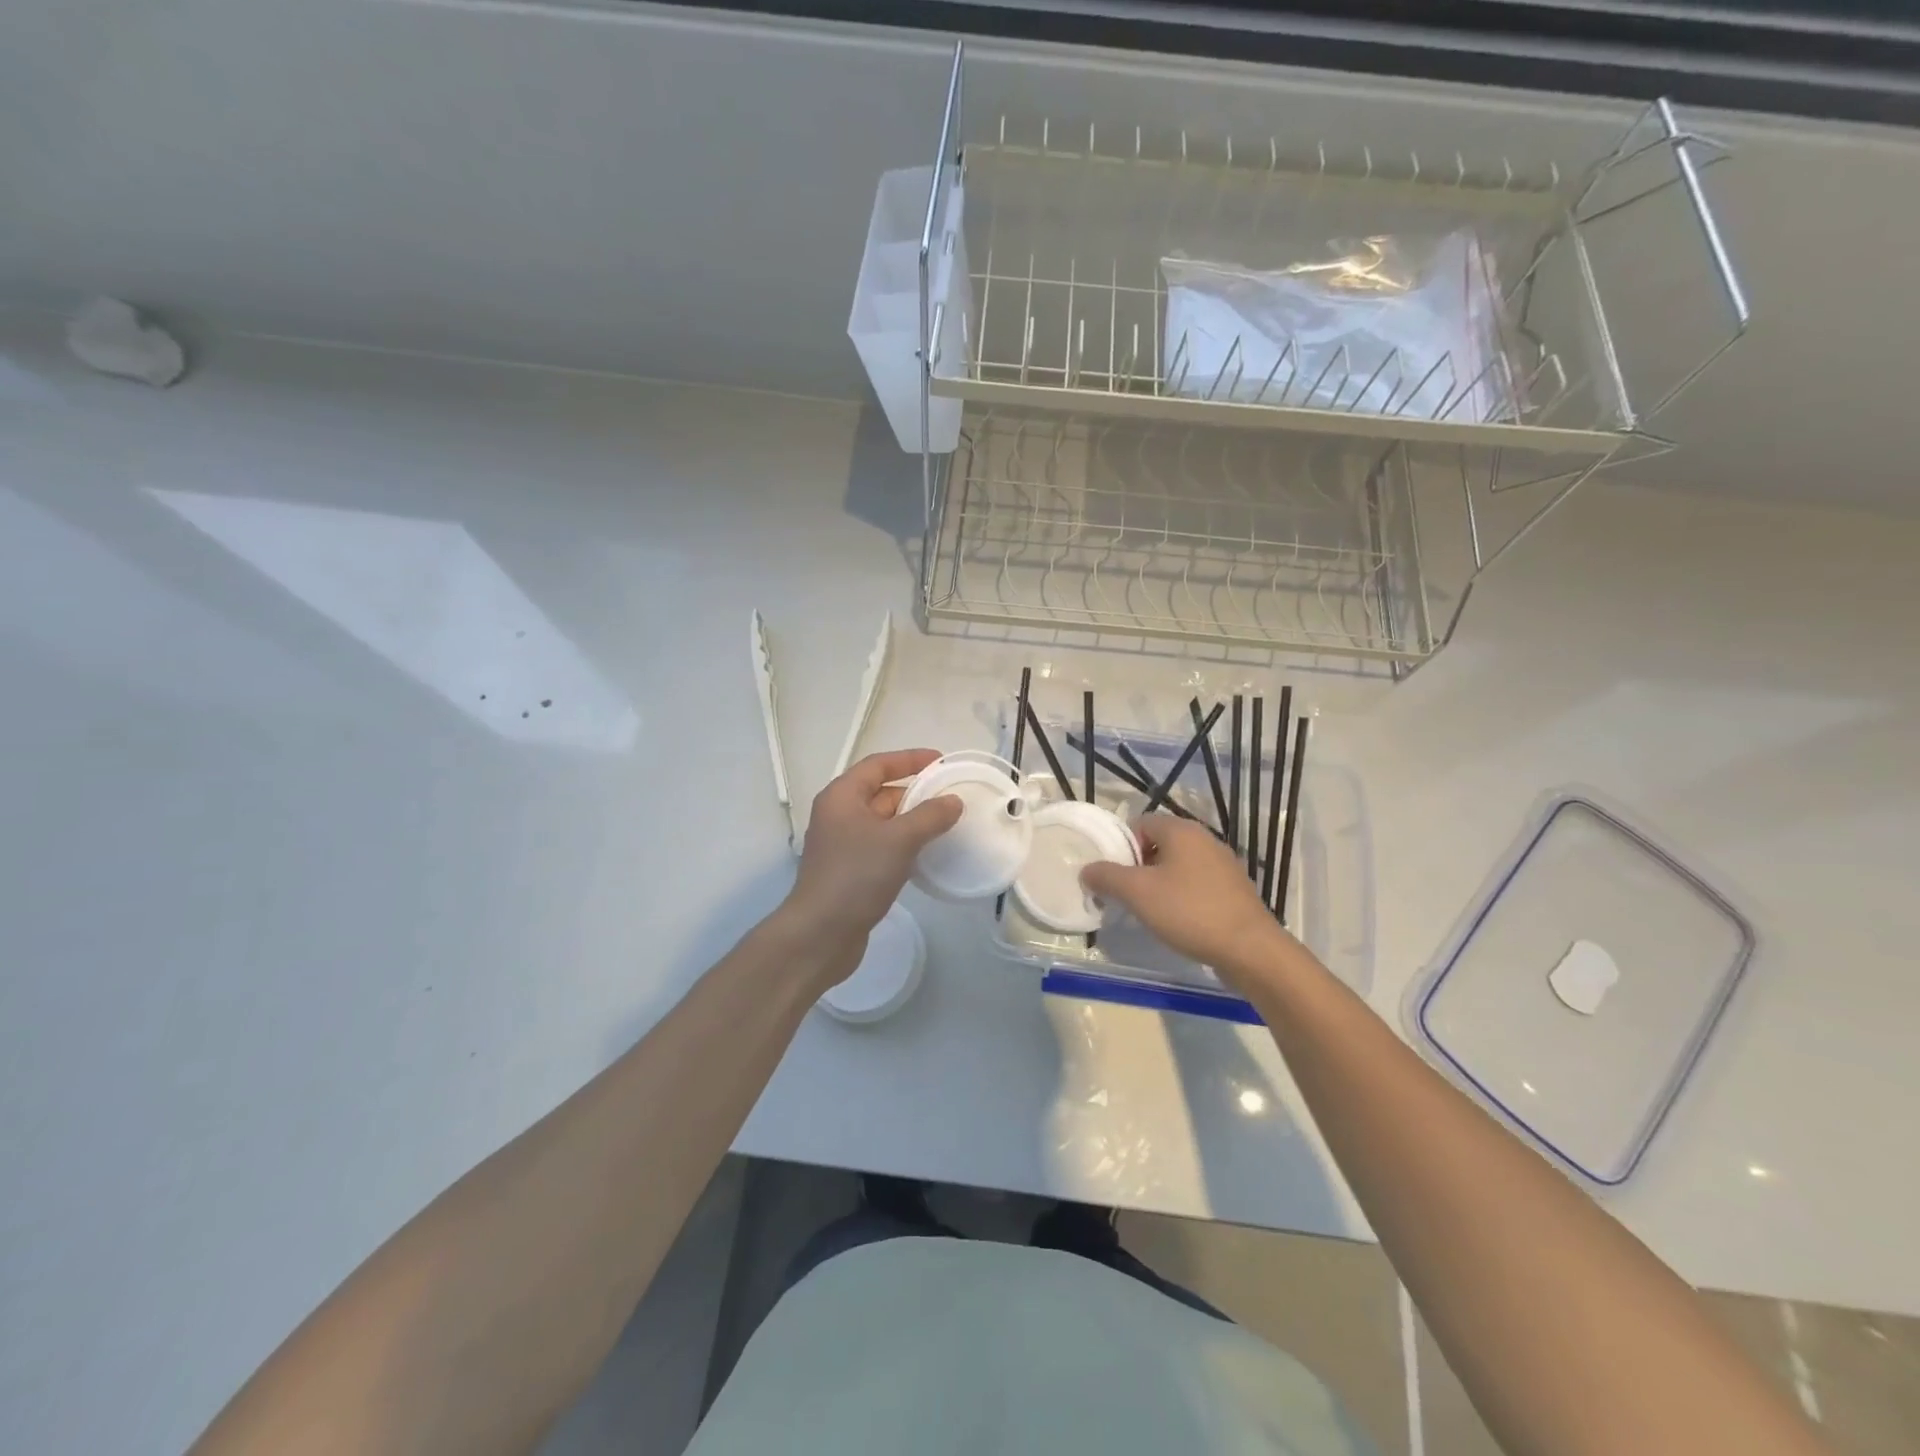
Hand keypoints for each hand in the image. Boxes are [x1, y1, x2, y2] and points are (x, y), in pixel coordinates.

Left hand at [783, 748, 961, 985]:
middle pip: (880, 792)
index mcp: (842, 796)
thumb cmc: (856, 876)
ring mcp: (843, 844)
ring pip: (883, 822)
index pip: (878, 765)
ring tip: (946, 823)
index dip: (910, 759)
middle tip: (950, 796)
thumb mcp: (899, 840)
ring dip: (912, 820)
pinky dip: (904, 844)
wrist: (820, 934)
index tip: (941, 761)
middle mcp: (838, 815)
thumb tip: (952, 801)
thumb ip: (929, 816)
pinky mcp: (850, 871)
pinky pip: (882, 846)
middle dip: (915, 792)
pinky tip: (926, 854)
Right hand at [1080, 814, 1294, 991]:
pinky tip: (1178, 920)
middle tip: (1126, 894)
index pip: (1140, 823)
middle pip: (1159, 843)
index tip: (1112, 874)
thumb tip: (1087, 870)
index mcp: (1182, 830)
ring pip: (1178, 865)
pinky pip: (1197, 883)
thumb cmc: (1189, 911)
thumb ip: (1107, 876)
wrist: (1250, 949)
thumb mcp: (1137, 893)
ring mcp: (1223, 864)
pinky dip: (1182, 896)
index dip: (1121, 846)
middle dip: (1138, 866)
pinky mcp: (1234, 889)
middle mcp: (1204, 839)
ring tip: (1149, 910)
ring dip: (1159, 883)